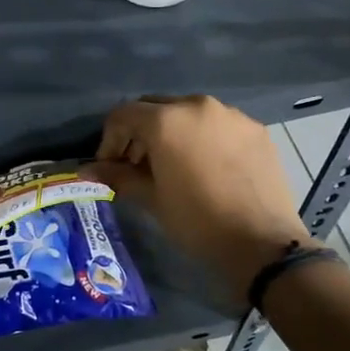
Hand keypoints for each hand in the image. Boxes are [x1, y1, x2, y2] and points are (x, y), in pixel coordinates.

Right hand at [88, 95, 312, 303]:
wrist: (262, 244)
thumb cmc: (197, 221)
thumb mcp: (151, 198)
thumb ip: (118, 176)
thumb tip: (87, 170)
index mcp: (167, 120)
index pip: (123, 115)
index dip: (109, 140)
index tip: (109, 167)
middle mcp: (198, 106)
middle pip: (155, 108)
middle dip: (139, 133)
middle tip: (136, 166)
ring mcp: (231, 116)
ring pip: (188, 114)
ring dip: (171, 134)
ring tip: (171, 167)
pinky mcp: (256, 130)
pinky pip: (217, 126)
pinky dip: (202, 139)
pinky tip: (205, 169)